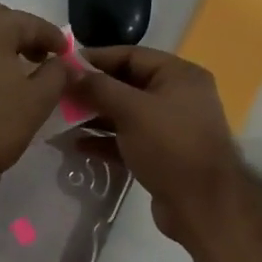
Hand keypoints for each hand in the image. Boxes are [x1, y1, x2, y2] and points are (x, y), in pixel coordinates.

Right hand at [72, 46, 251, 245]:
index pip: (131, 55)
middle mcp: (178, 97)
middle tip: (57, 95)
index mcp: (179, 75)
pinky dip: (105, 141)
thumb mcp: (132, 110)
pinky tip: (77, 146)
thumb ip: (99, 88)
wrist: (203, 205)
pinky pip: (128, 140)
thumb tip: (69, 73)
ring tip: (60, 120)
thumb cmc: (170, 146)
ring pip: (126, 114)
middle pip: (127, 85)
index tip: (62, 65)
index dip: (96, 59)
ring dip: (95, 117)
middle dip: (93, 91)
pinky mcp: (162, 156)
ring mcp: (171, 128)